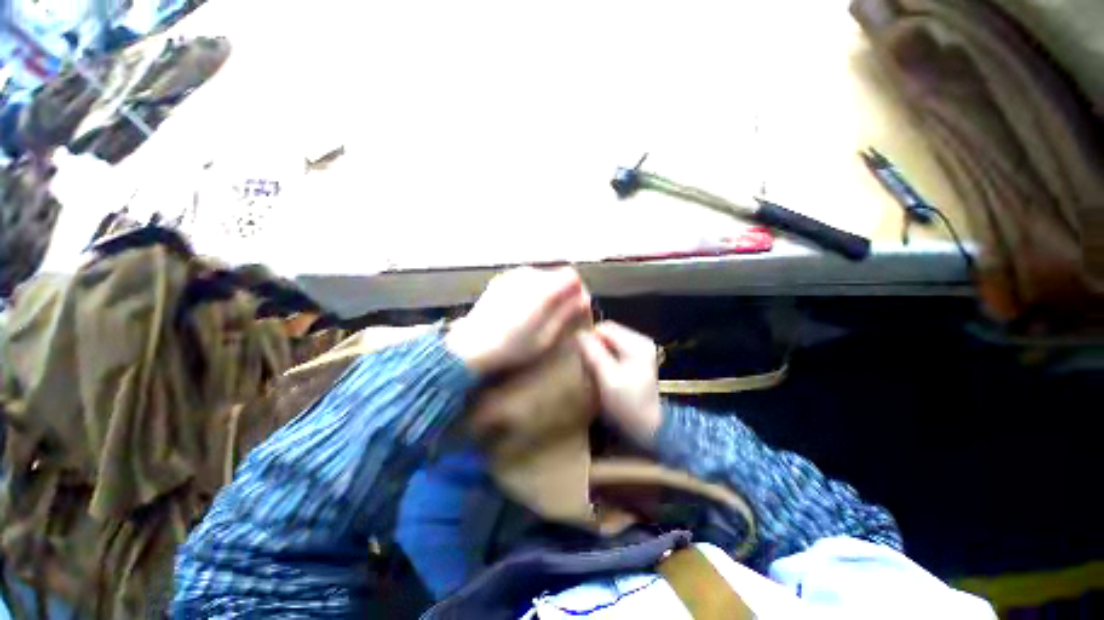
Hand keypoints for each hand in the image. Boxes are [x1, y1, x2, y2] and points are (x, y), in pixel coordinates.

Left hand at [445, 266, 590, 373]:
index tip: (576, 308)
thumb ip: (567, 315)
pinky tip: (523, 309)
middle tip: (560, 314)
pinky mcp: (501, 280)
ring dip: (547, 290)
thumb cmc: (511, 348)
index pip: (572, 276)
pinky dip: (531, 290)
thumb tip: (583, 300)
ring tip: (540, 314)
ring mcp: (512, 275)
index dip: (577, 291)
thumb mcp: (546, 337)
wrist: (470, 347)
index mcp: (543, 290)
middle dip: (563, 291)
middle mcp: (529, 275)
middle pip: (557, 275)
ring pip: (541, 276)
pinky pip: (526, 279)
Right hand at [578, 321, 662, 445]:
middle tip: (589, 368)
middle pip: (607, 333)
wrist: (650, 426)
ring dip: (598, 354)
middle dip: (594, 347)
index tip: (584, 359)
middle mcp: (640, 340)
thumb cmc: (628, 404)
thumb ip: (593, 353)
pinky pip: (614, 349)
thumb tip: (579, 334)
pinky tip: (605, 374)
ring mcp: (640, 349)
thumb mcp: (608, 378)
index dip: (590, 340)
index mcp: (636, 343)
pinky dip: (605, 359)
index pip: (604, 327)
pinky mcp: (638, 358)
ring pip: (609, 341)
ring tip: (596, 373)